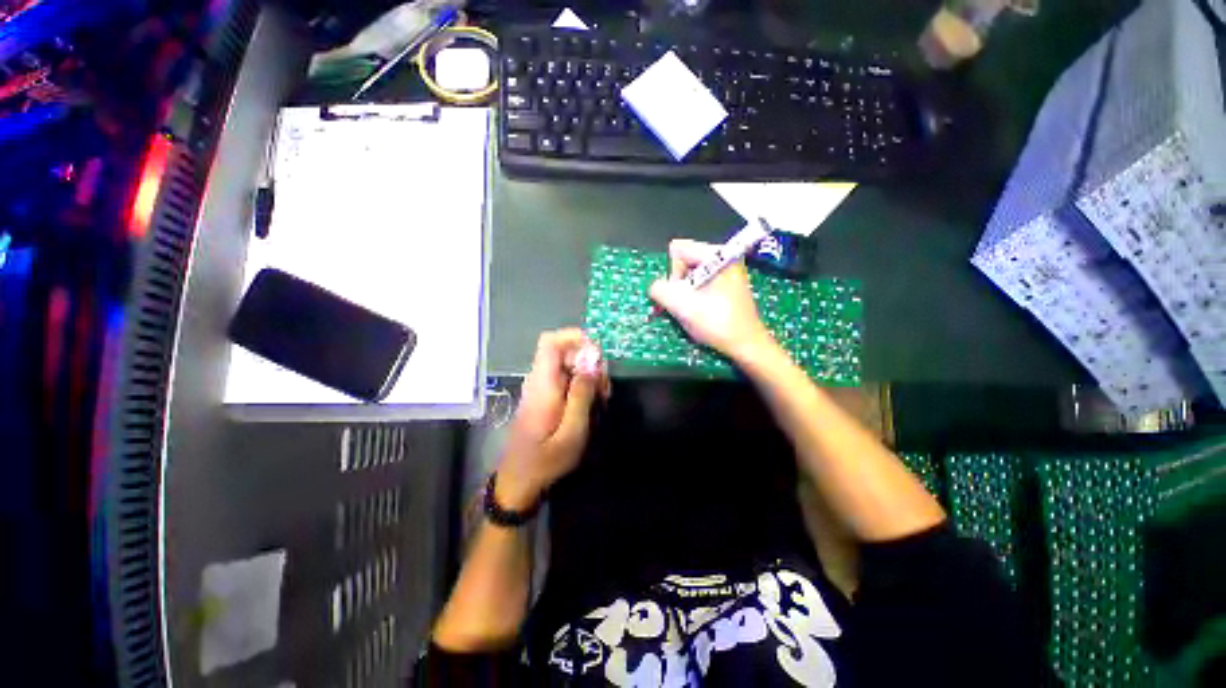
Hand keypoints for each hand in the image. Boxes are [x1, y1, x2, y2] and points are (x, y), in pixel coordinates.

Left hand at [497, 329, 609, 509]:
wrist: (519, 482)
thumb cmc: (546, 460)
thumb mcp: (572, 431)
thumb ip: (582, 393)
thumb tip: (593, 359)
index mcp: (543, 384)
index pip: (551, 341)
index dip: (575, 337)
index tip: (598, 355)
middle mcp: (539, 380)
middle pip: (564, 352)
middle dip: (589, 362)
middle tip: (605, 388)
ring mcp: (540, 388)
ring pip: (567, 366)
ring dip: (588, 375)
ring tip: (602, 399)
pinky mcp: (544, 397)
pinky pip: (565, 379)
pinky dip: (581, 386)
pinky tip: (591, 405)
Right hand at [649, 239, 776, 362]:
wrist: (747, 347)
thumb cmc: (719, 324)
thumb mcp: (684, 306)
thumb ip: (661, 290)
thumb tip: (653, 287)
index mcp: (718, 255)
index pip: (677, 251)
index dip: (672, 273)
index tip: (680, 295)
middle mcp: (722, 258)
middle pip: (683, 262)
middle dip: (677, 286)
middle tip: (683, 307)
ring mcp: (725, 272)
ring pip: (688, 276)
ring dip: (683, 295)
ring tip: (690, 313)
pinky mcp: (725, 286)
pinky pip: (698, 285)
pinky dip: (692, 299)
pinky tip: (697, 314)